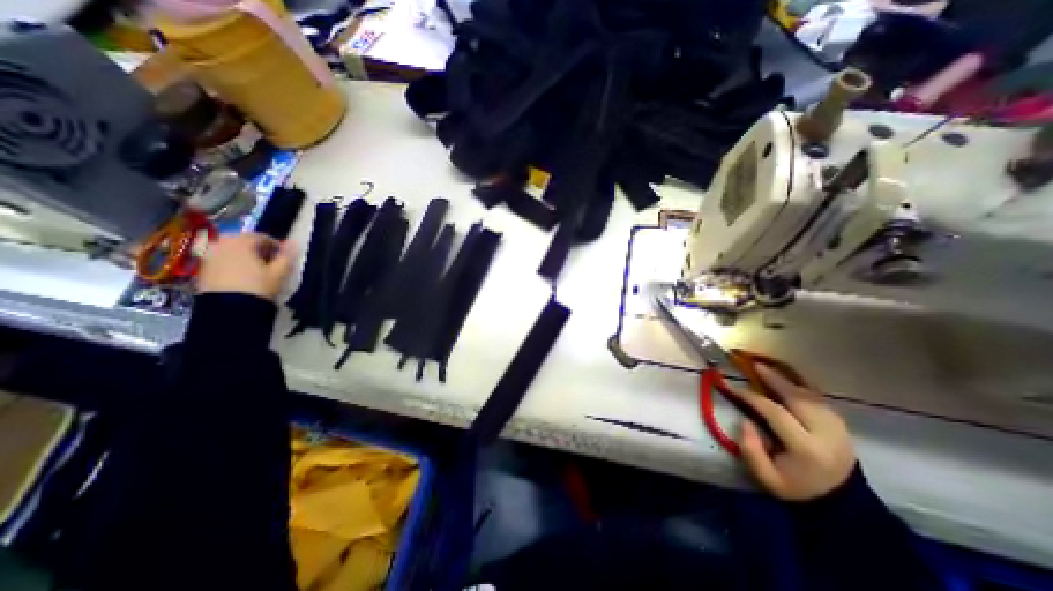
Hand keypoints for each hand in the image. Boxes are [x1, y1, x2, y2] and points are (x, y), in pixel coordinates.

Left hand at [196, 232, 295, 301]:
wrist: (229, 308)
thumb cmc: (258, 286)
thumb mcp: (279, 272)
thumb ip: (286, 256)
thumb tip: (293, 243)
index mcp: (241, 242)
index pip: (261, 237)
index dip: (275, 245)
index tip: (283, 255)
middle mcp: (221, 243)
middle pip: (243, 241)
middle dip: (257, 249)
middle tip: (270, 262)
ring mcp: (208, 255)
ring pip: (231, 250)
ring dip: (243, 256)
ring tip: (255, 269)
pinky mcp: (202, 268)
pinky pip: (221, 260)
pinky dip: (232, 263)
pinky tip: (241, 275)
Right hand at [734, 367, 853, 501]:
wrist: (841, 503)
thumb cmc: (797, 488)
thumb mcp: (768, 478)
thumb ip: (750, 450)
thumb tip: (745, 421)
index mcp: (807, 448)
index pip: (775, 413)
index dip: (753, 398)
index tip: (735, 388)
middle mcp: (826, 433)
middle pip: (797, 398)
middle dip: (774, 379)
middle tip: (755, 365)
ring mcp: (838, 427)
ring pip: (810, 395)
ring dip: (787, 379)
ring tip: (768, 368)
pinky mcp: (841, 423)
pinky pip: (819, 397)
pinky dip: (802, 385)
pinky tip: (788, 377)